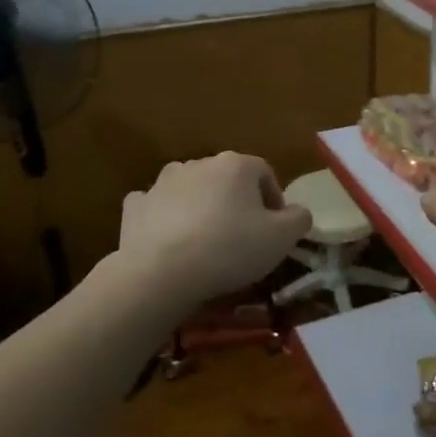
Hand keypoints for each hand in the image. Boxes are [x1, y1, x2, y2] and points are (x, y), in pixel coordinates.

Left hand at [119, 153, 312, 306]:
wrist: (161, 272)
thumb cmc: (230, 249)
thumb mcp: (282, 239)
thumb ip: (299, 219)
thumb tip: (298, 211)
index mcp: (236, 165)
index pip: (265, 173)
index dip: (274, 201)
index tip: (274, 230)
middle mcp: (199, 163)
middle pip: (227, 180)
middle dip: (237, 203)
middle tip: (242, 238)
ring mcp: (163, 182)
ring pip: (191, 189)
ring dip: (201, 207)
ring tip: (206, 242)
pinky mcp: (136, 205)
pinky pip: (157, 206)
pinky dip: (165, 218)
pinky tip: (170, 241)